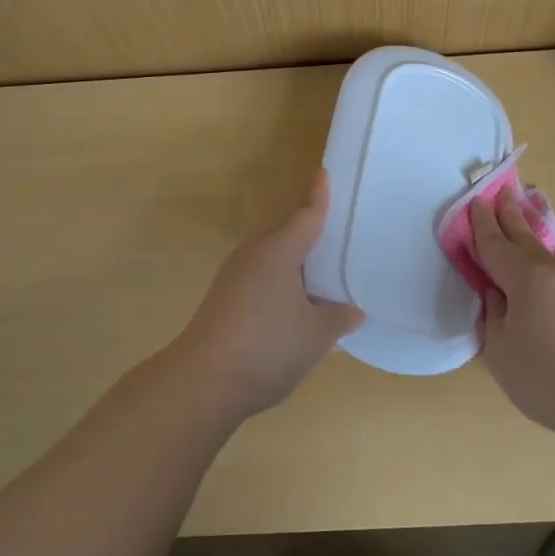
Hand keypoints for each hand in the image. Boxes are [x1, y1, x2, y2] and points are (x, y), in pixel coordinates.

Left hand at [168, 169, 364, 419]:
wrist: (203, 383)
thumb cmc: (267, 347)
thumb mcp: (316, 335)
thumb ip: (338, 318)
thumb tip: (352, 310)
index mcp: (279, 251)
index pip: (307, 215)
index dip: (319, 195)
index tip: (324, 172)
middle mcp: (254, 255)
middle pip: (290, 236)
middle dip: (314, 236)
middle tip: (345, 238)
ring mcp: (235, 278)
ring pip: (276, 262)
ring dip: (300, 268)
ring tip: (330, 279)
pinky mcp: (226, 301)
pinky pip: (264, 282)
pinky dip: (285, 287)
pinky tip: (301, 311)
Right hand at [470, 190, 554, 437]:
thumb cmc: (546, 378)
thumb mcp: (500, 350)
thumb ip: (493, 315)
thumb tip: (497, 295)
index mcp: (526, 277)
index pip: (496, 243)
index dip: (481, 223)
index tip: (474, 200)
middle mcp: (553, 271)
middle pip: (524, 236)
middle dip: (509, 213)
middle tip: (500, 189)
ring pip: (544, 252)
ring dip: (526, 233)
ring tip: (517, 219)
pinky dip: (540, 258)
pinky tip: (537, 263)